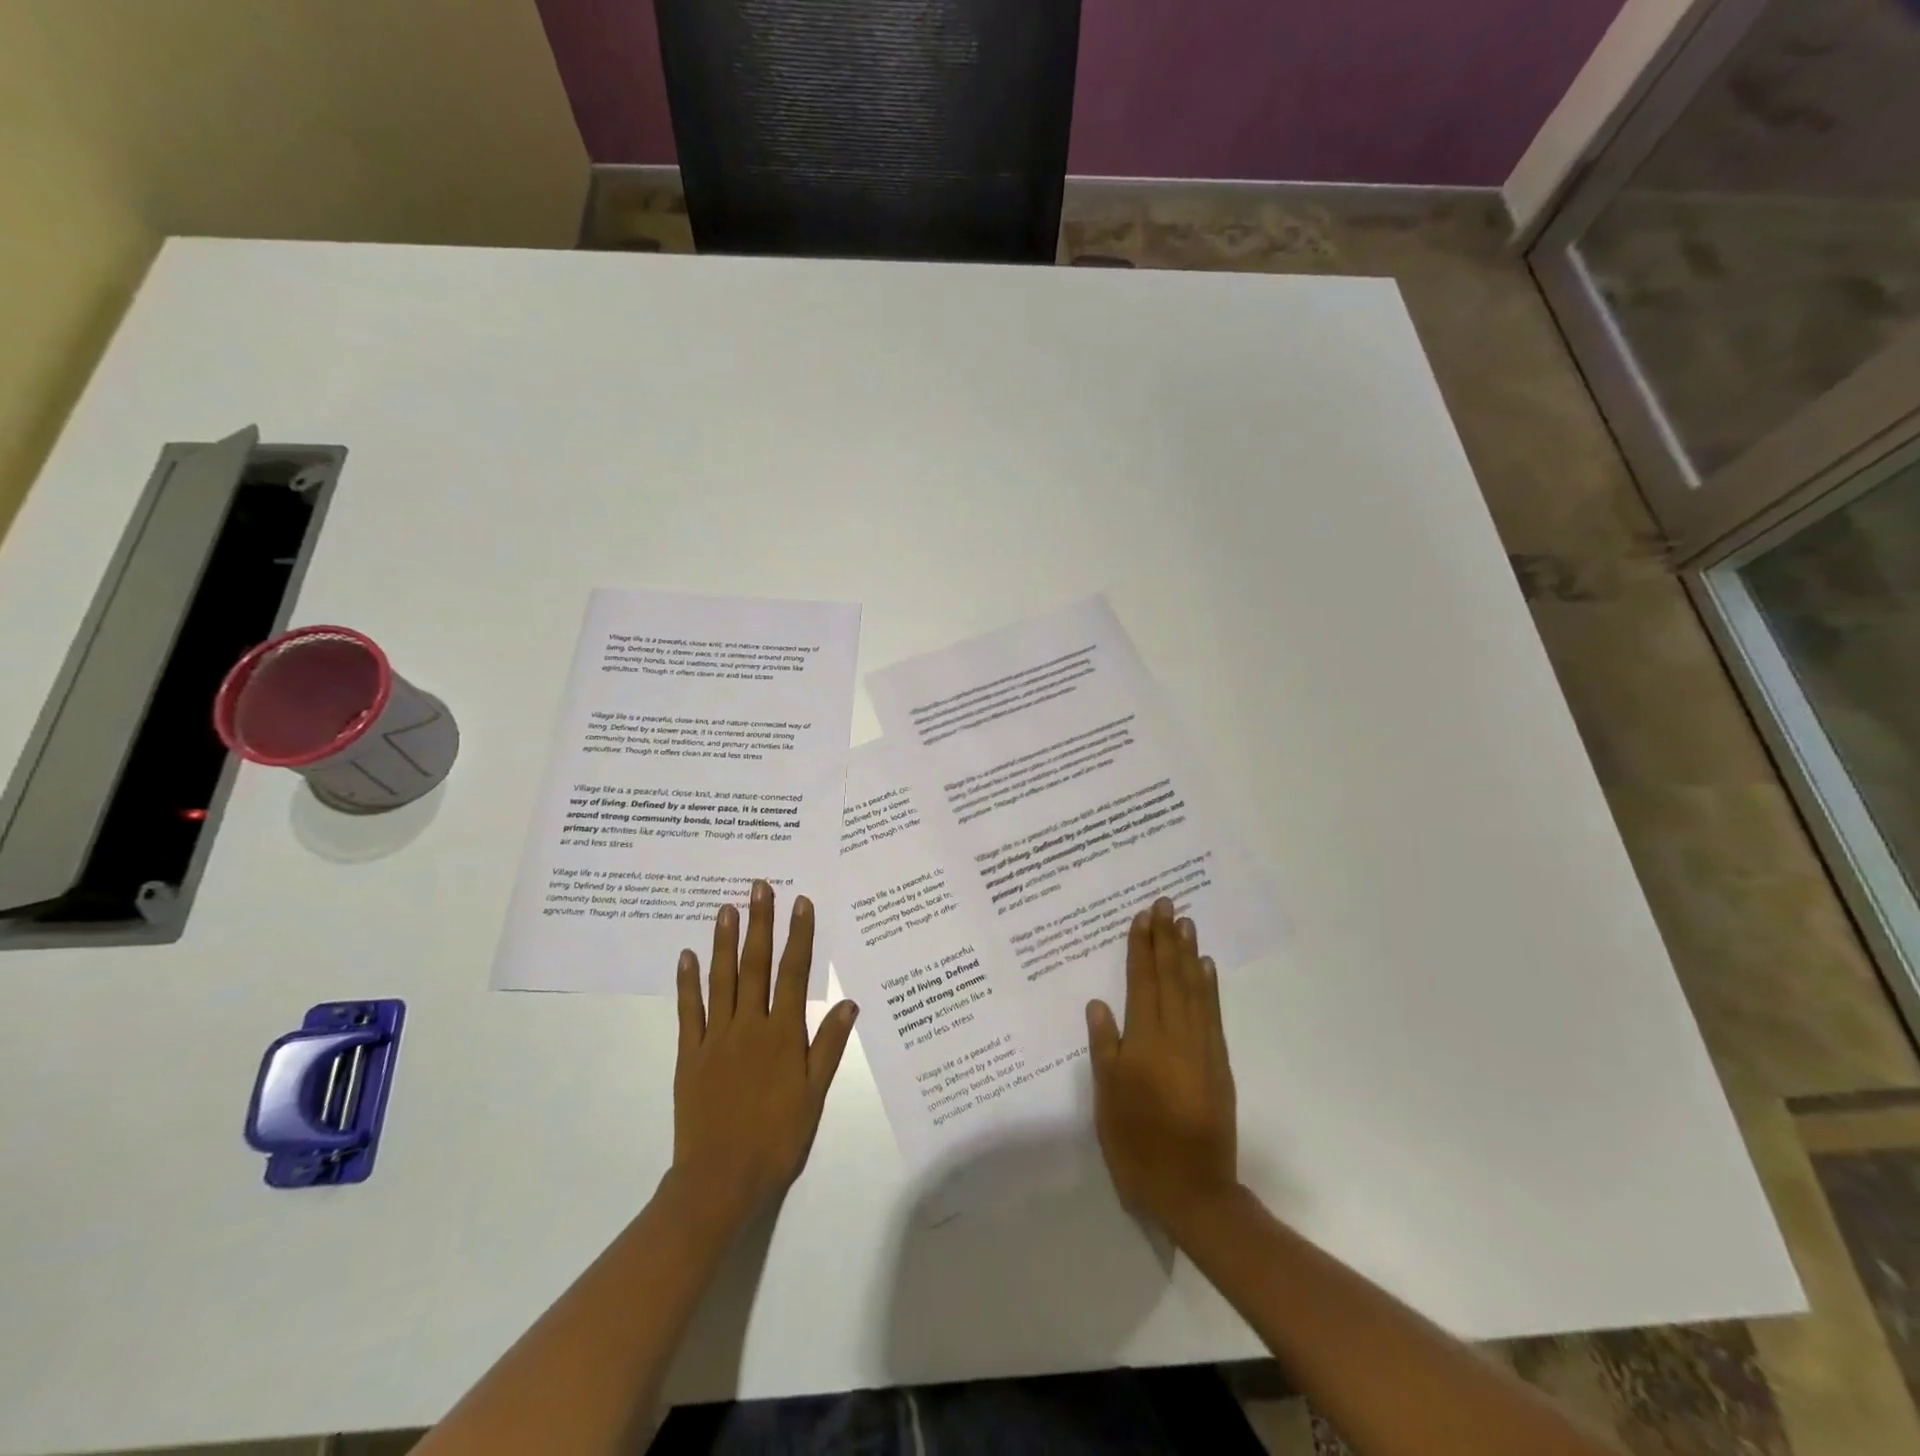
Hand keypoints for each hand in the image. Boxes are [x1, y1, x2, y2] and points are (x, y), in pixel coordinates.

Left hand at [669, 881, 858, 1231]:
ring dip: (725, 941)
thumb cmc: (776, 1138)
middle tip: (759, 887)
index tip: (800, 903)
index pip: (793, 974)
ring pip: (722, 979)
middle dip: (760, 923)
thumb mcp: (813, 1095)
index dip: (798, 936)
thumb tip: (848, 1002)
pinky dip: (688, 982)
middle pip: (756, 965)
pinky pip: (689, 1011)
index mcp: (782, 1035)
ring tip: (727, 908)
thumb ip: (828, 1047)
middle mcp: (749, 1026)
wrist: (721, 1178)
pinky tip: (687, 956)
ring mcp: (716, 1038)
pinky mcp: (690, 1054)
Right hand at [1086, 897, 1237, 1236]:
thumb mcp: (1108, 1101)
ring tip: (1185, 923)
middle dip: (1166, 940)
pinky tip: (1206, 968)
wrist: (1194, 1191)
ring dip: (1189, 954)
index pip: (1143, 984)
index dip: (1141, 949)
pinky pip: (1213, 1013)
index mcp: (1145, 1044)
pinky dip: (1209, 986)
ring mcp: (1202, 1048)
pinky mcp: (1219, 1063)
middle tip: (1165, 904)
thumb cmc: (1138, 1146)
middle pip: (1171, 978)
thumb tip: (1099, 1004)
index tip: (1142, 918)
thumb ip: (1105, 1049)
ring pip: (1195, 990)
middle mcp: (1176, 1037)